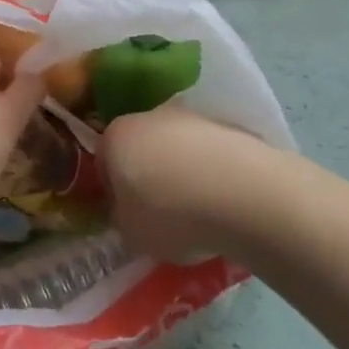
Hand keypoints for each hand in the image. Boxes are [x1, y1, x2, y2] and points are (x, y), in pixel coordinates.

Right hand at [100, 104, 264, 262]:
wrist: (245, 195)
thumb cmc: (172, 214)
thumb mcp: (130, 232)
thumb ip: (122, 216)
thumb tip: (128, 209)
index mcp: (115, 136)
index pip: (103, 160)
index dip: (113, 189)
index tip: (126, 213)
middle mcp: (149, 116)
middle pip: (141, 146)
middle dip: (148, 174)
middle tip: (161, 211)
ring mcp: (192, 118)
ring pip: (177, 147)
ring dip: (182, 171)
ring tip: (200, 210)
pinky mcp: (229, 127)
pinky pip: (210, 154)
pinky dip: (213, 173)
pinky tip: (225, 202)